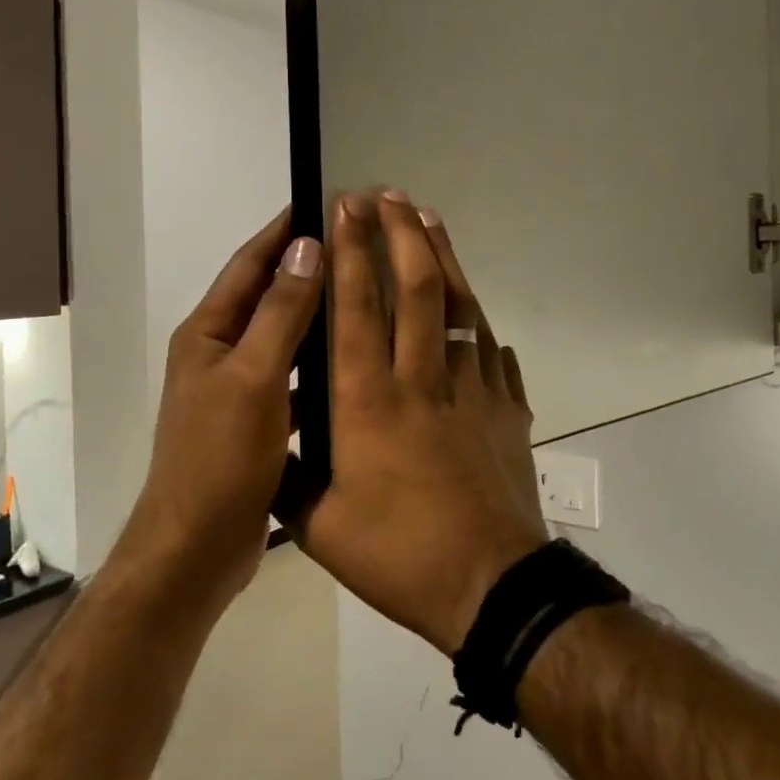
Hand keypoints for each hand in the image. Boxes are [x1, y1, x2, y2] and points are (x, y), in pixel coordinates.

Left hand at [114, 211, 322, 619]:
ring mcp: (238, 390)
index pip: (249, 264)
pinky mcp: (256, 424)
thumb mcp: (254, 378)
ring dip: (316, 316)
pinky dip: (318, 366)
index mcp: (208, 333)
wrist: (195, 549)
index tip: (326, 201)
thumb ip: (281, 313)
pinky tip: (354, 364)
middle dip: (307, 269)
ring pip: (283, 339)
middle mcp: (219, 353)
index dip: (284, 231)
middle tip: (360, 247)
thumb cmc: (219, 458)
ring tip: (367, 296)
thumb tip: (306, 246)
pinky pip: (292, 380)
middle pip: (267, 297)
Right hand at [292, 190, 548, 654]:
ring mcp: (473, 391)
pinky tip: (476, 314)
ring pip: (458, 308)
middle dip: (399, 234)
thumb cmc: (398, 555)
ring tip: (430, 220)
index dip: (349, 252)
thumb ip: (290, 479)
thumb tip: (272, 446)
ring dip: (444, 258)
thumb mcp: (319, 527)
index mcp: (369, 402)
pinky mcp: (508, 410)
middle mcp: (422, 381)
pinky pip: (494, 353)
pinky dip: (481, 326)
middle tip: (389, 194)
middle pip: (414, 289)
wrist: (491, 586)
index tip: (345, 209)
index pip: (356, 309)